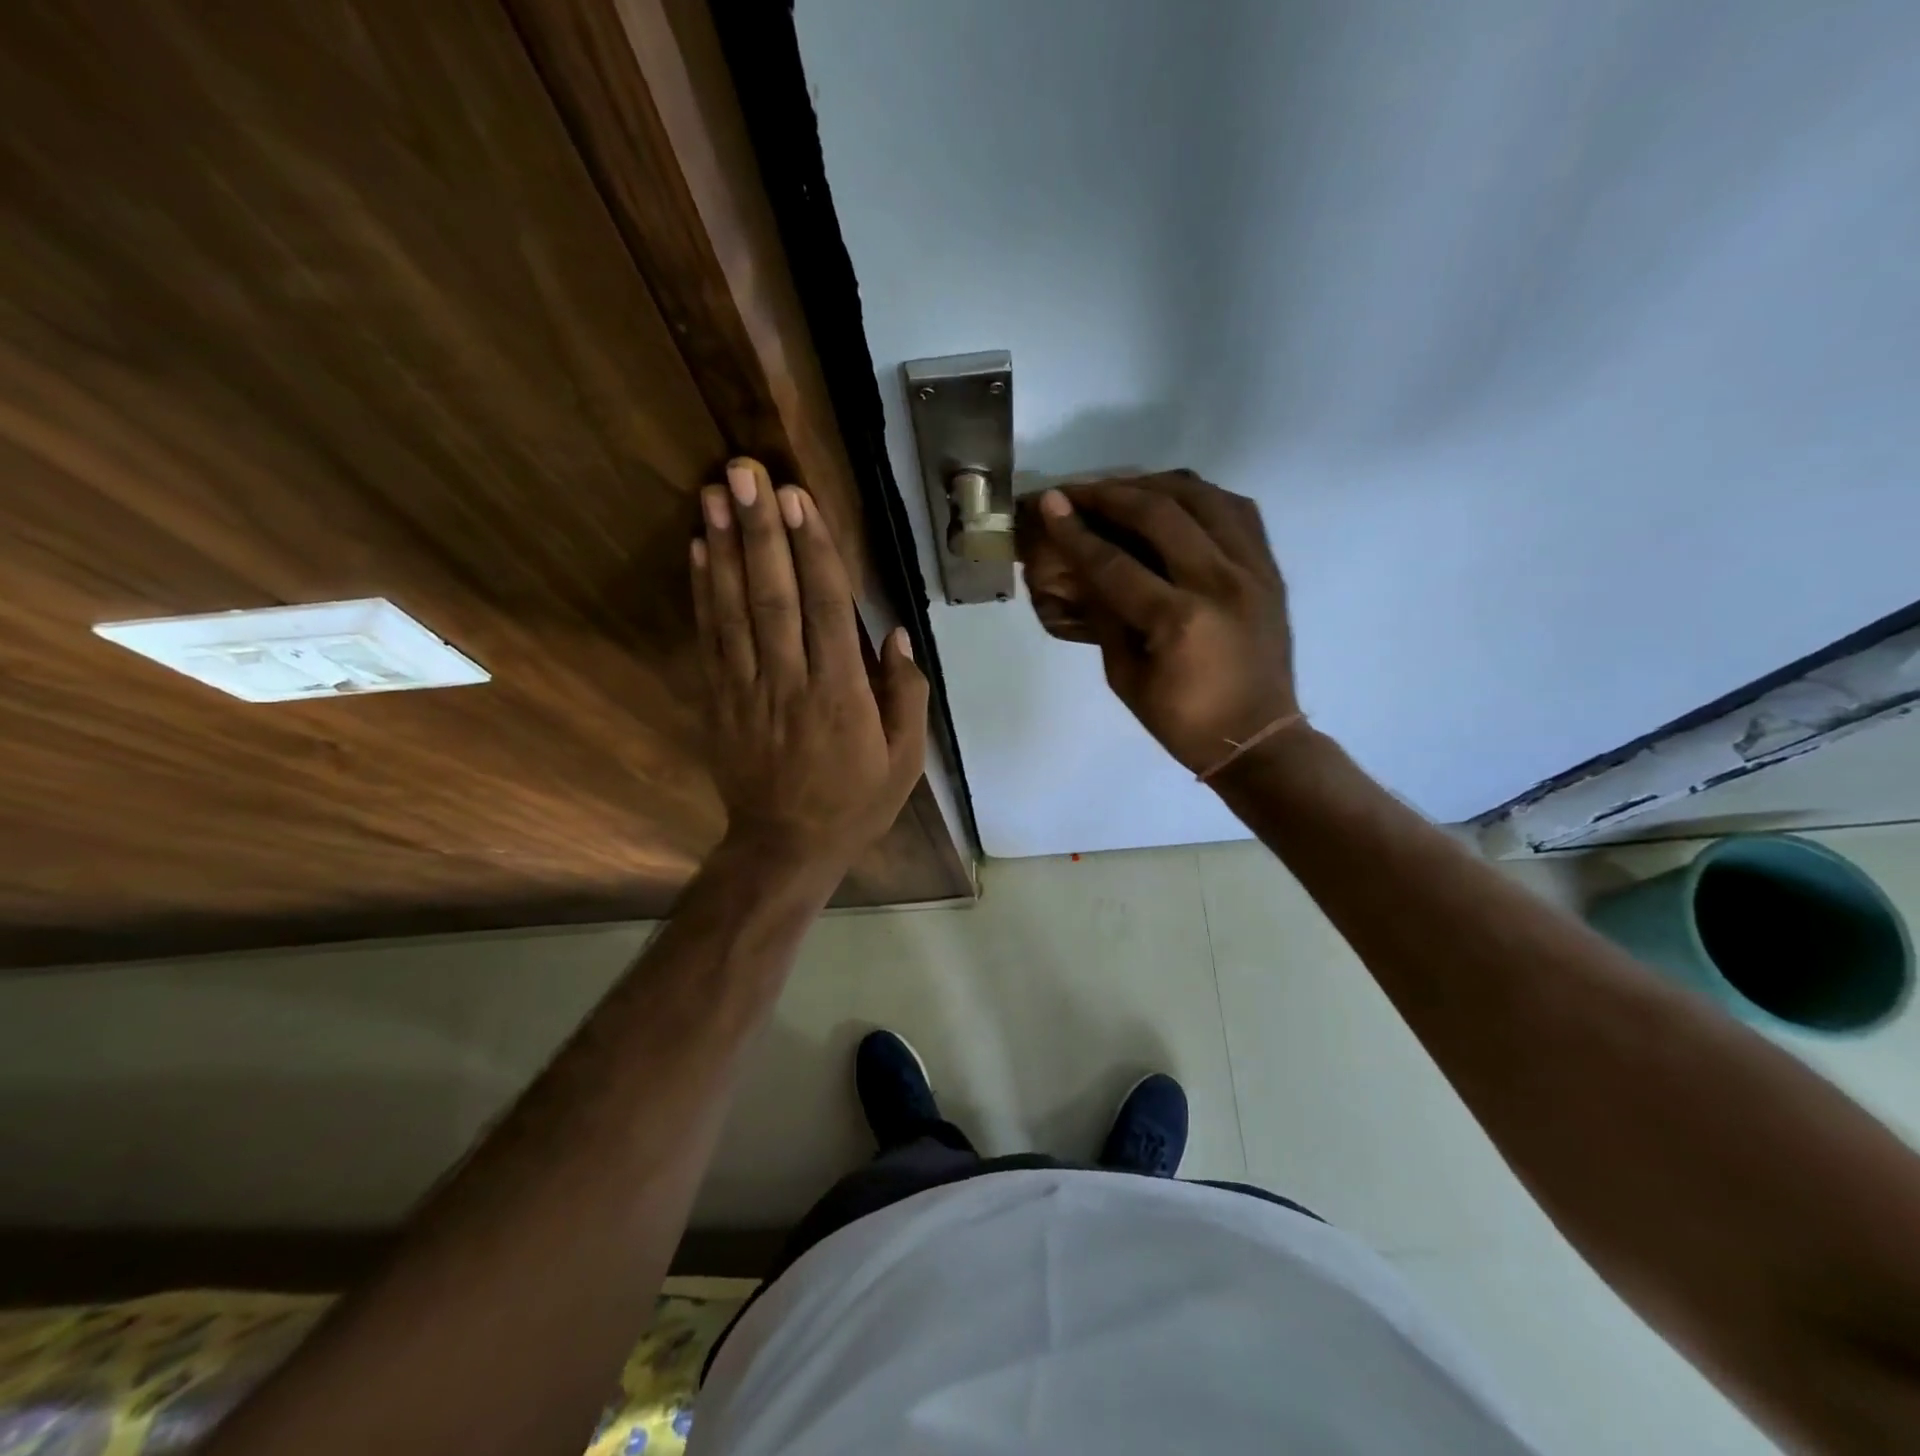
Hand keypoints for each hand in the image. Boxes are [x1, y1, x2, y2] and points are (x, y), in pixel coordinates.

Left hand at [691, 458, 927, 868]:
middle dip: (761, 530)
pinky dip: (702, 592)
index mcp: (841, 695)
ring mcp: (747, 690)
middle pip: (774, 595)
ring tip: (713, 493)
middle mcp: (790, 682)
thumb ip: (905, 696)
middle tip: (746, 473)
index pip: (827, 608)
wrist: (785, 847)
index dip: (812, 550)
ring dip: (723, 548)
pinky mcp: (720, 700)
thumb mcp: (904, 761)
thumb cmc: (854, 803)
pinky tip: (697, 551)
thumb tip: (894, 635)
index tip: (799, 499)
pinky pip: (709, 639)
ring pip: (734, 609)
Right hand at [1029, 471, 1298, 776]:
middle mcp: (1218, 582)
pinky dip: (1200, 497)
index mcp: (1178, 620)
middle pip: (1159, 513)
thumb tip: (1084, 571)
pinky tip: (1175, 503)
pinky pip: (1237, 510)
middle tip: (1077, 491)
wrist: (1258, 738)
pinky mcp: (1270, 569)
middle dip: (1110, 494)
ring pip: (1203, 498)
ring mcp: (1251, 570)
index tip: (1050, 503)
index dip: (1076, 531)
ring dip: (1155, 485)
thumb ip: (1106, 618)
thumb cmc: (1183, 722)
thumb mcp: (1126, 679)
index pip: (1114, 562)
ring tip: (1123, 490)